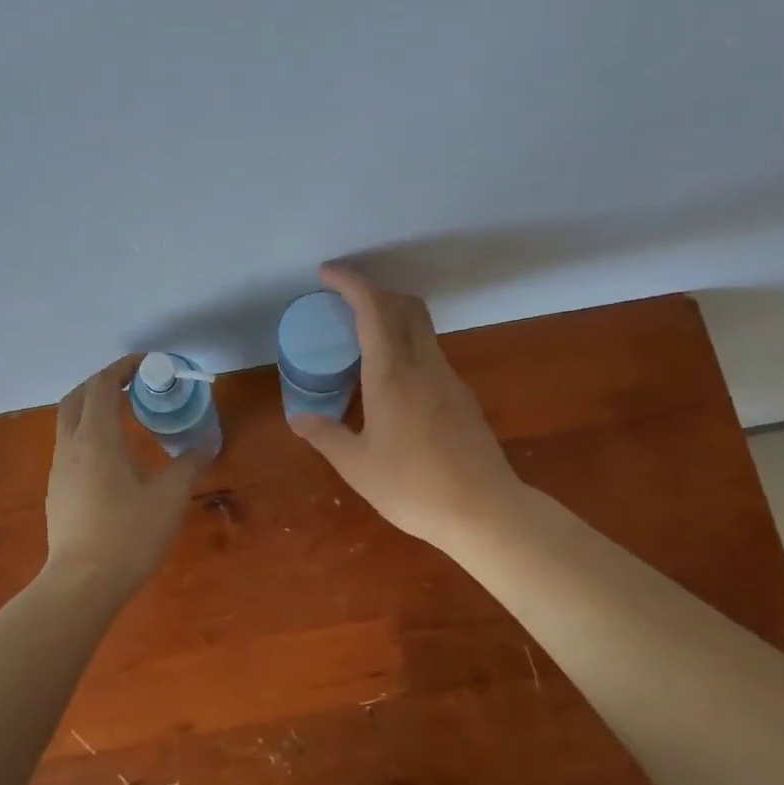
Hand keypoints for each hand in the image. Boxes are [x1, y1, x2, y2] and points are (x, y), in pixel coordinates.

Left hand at [44, 357, 209, 599]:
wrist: (82, 584)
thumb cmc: (128, 534)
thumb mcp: (169, 497)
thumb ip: (188, 464)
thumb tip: (206, 444)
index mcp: (96, 439)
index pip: (102, 386)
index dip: (122, 368)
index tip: (147, 364)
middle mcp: (70, 447)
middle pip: (76, 398)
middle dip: (102, 383)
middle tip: (132, 385)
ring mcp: (59, 471)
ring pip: (68, 423)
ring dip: (93, 409)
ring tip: (125, 417)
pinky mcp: (57, 493)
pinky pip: (70, 448)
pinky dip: (88, 435)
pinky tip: (112, 458)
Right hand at [290, 264, 522, 552]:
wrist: (484, 511)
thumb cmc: (413, 488)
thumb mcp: (357, 466)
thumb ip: (326, 436)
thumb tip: (298, 418)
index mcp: (393, 375)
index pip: (373, 309)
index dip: (351, 283)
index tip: (328, 273)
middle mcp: (424, 366)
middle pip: (405, 306)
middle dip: (374, 292)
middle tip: (343, 303)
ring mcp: (449, 380)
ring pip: (421, 329)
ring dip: (392, 318)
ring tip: (361, 342)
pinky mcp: (462, 398)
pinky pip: (430, 355)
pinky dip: (406, 347)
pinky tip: (391, 381)